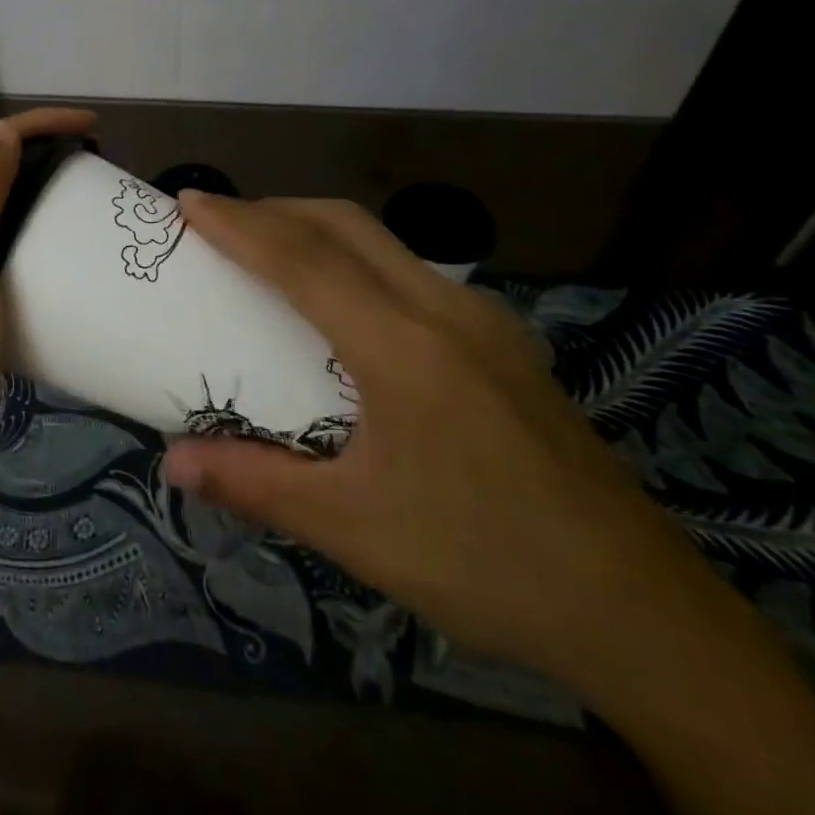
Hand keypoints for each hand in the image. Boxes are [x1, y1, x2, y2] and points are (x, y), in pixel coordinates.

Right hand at [161, 193, 723, 686]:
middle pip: (344, 225)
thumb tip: (172, 462)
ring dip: (317, 230)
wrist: (642, 612)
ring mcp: (483, 320)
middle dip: (274, 209)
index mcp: (403, 348)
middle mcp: (445, 310)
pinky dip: (356, 259)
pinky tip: (344, 305)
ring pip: (383, 242)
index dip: (239, 224)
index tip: (188, 202)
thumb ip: (254, 483)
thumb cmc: (484, 564)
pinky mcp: (504, 341)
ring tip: (269, 252)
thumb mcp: (353, 530)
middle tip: (219, 222)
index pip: (303, 260)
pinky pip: (411, 271)